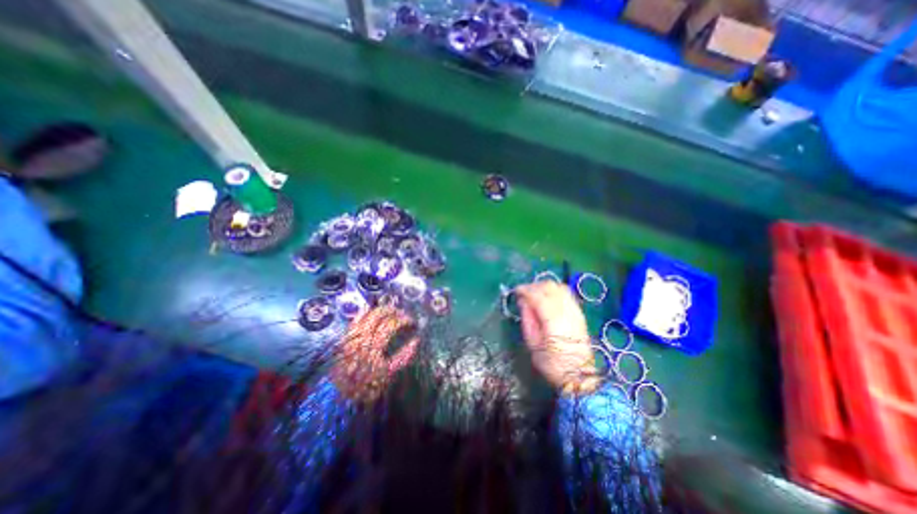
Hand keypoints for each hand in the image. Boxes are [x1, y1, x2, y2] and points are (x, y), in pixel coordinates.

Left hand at [331, 307, 419, 403]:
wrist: (339, 396)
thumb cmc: (367, 386)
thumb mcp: (388, 374)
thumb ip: (404, 357)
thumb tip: (416, 340)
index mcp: (374, 346)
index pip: (391, 324)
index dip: (404, 320)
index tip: (412, 322)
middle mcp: (362, 337)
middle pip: (379, 315)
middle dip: (394, 311)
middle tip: (404, 314)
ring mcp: (352, 335)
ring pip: (368, 314)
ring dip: (382, 310)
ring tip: (392, 311)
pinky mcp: (345, 336)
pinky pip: (355, 319)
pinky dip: (365, 312)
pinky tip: (371, 310)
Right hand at [515, 282, 602, 395]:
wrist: (578, 375)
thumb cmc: (552, 363)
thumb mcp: (533, 344)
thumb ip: (527, 319)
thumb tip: (522, 301)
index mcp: (553, 320)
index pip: (537, 295)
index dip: (525, 290)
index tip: (515, 291)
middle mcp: (566, 311)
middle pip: (549, 287)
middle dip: (533, 286)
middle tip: (523, 293)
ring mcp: (575, 310)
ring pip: (559, 287)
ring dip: (544, 287)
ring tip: (534, 294)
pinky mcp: (579, 313)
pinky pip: (566, 293)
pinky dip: (554, 291)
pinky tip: (548, 298)